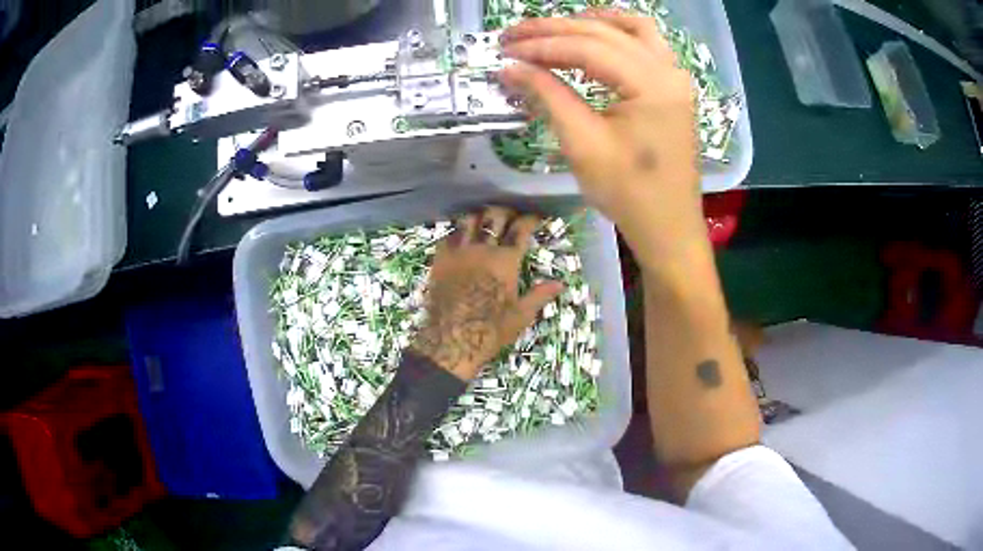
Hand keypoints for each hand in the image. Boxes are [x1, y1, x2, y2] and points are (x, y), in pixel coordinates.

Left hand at [411, 206, 563, 380]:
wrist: (450, 341)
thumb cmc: (490, 330)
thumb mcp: (521, 315)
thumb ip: (539, 295)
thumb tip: (560, 284)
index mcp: (506, 261)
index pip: (520, 230)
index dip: (529, 219)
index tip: (534, 217)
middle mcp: (482, 249)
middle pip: (494, 217)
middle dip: (505, 212)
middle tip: (510, 216)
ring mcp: (458, 253)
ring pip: (468, 220)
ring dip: (479, 217)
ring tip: (484, 220)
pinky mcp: (439, 260)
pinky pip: (448, 236)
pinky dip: (457, 232)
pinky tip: (461, 237)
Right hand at [499, 10, 707, 270]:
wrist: (668, 226)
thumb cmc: (629, 194)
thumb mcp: (583, 144)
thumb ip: (548, 96)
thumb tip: (510, 67)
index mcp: (651, 85)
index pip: (588, 49)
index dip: (542, 46)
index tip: (505, 49)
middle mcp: (668, 70)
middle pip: (606, 33)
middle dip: (556, 31)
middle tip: (514, 36)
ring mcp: (675, 77)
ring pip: (630, 29)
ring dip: (588, 24)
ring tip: (550, 30)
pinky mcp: (673, 87)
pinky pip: (646, 44)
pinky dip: (616, 34)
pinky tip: (591, 37)